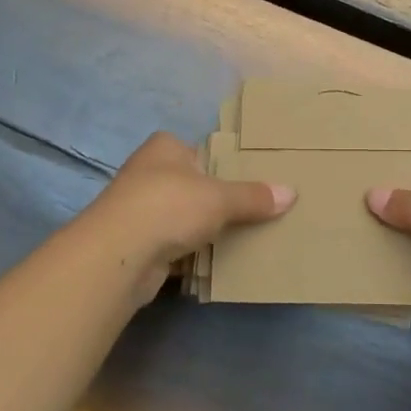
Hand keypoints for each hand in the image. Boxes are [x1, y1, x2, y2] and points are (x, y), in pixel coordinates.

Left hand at [84, 132, 294, 307]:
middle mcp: (148, 172)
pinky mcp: (136, 244)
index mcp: (165, 148)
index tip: (249, 183)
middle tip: (253, 213)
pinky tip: (214, 262)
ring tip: (241, 239)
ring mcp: (138, 210)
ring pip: (182, 218)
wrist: (119, 255)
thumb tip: (291, 193)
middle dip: (215, 201)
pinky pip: (173, 246)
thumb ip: (254, 196)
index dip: (223, 166)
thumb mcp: (220, 198)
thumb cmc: (170, 206)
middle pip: (192, 186)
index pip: (200, 151)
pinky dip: (190, 254)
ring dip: (202, 230)